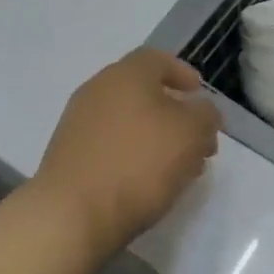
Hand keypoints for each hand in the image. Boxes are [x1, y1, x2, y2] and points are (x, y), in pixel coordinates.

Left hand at [31, 49, 219, 259]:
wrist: (71, 214)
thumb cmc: (138, 163)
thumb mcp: (190, 134)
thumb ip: (205, 115)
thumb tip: (202, 110)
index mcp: (126, 74)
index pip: (157, 59)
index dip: (182, 73)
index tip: (198, 94)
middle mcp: (98, 89)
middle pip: (142, 92)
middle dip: (174, 113)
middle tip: (196, 139)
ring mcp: (78, 122)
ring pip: (127, 120)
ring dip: (155, 137)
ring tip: (179, 168)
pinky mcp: (69, 154)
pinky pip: (110, 144)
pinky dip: (132, 154)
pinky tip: (147, 182)